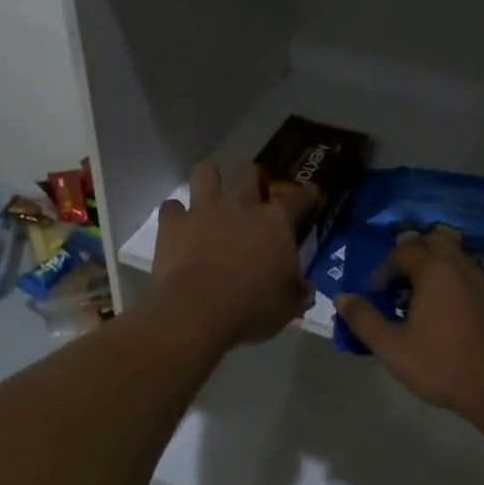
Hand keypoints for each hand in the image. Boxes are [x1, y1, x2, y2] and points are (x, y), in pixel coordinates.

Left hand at [150, 163, 316, 346]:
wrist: (197, 312)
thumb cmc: (252, 308)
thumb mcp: (287, 306)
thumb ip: (298, 292)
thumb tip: (304, 290)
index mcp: (276, 222)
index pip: (300, 198)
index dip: (308, 194)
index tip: (311, 193)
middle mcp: (241, 205)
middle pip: (249, 172)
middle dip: (253, 178)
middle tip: (253, 195)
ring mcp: (204, 210)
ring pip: (206, 172)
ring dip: (210, 180)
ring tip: (211, 196)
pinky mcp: (173, 224)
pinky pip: (172, 206)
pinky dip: (176, 214)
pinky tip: (179, 227)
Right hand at [335, 231, 483, 423]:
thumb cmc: (443, 366)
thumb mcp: (392, 348)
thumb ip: (364, 320)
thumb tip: (342, 297)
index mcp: (434, 270)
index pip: (403, 252)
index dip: (384, 268)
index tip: (375, 292)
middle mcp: (463, 266)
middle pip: (435, 241)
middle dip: (414, 252)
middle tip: (400, 277)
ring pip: (460, 257)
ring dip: (439, 265)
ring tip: (426, 292)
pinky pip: (481, 279)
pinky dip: (465, 283)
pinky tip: (462, 304)